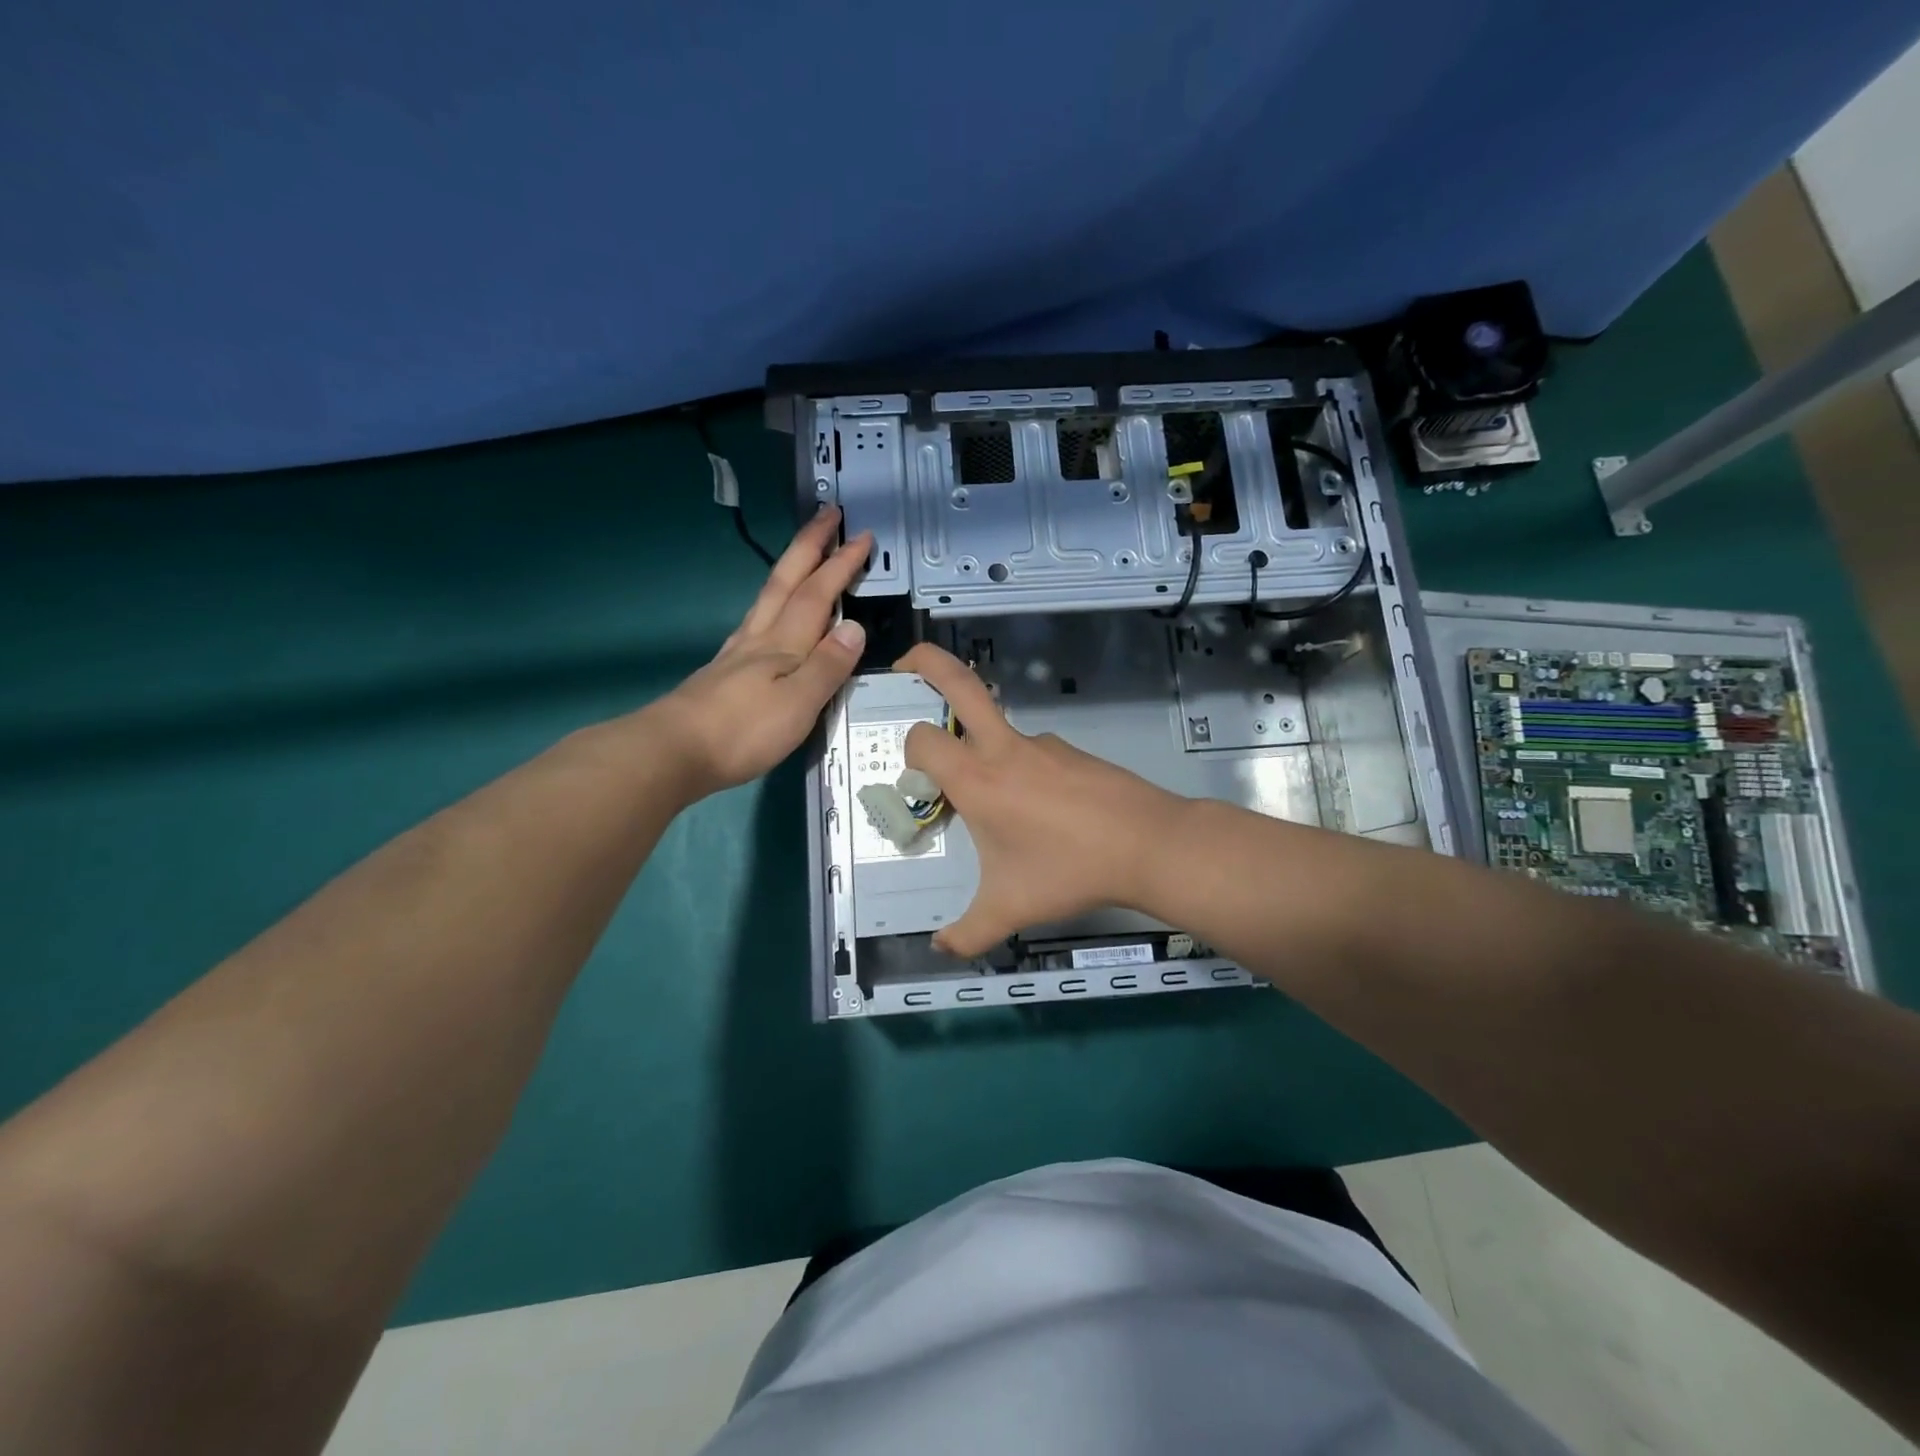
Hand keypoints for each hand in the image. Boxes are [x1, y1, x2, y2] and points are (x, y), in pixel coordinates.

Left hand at [648, 507, 871, 795]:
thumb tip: (855, 627)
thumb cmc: (742, 732)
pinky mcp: (724, 671)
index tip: (861, 536)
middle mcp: (759, 638)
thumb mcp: (798, 704)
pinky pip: (756, 620)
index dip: (840, 564)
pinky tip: (769, 612)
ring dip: (789, 568)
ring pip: (767, 597)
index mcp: (783, 645)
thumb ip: (827, 666)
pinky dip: (772, 603)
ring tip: (803, 553)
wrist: (672, 751)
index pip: (817, 595)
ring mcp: (737, 653)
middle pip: (786, 581)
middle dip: (810, 545)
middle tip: (829, 514)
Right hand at [895, 643, 1187, 957]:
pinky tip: (1043, 815)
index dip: (910, 751)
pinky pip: (1032, 753)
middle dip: (926, 662)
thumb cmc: (1069, 872)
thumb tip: (939, 949)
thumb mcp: (1010, 909)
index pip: (923, 739)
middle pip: (959, 682)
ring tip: (1001, 808)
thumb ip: (967, 934)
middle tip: (904, 665)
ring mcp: (1042, 744)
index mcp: (977, 779)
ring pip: (997, 728)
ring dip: (982, 747)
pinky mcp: (1071, 751)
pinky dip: (1021, 771)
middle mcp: (1004, 749)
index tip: (917, 779)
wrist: (1149, 845)